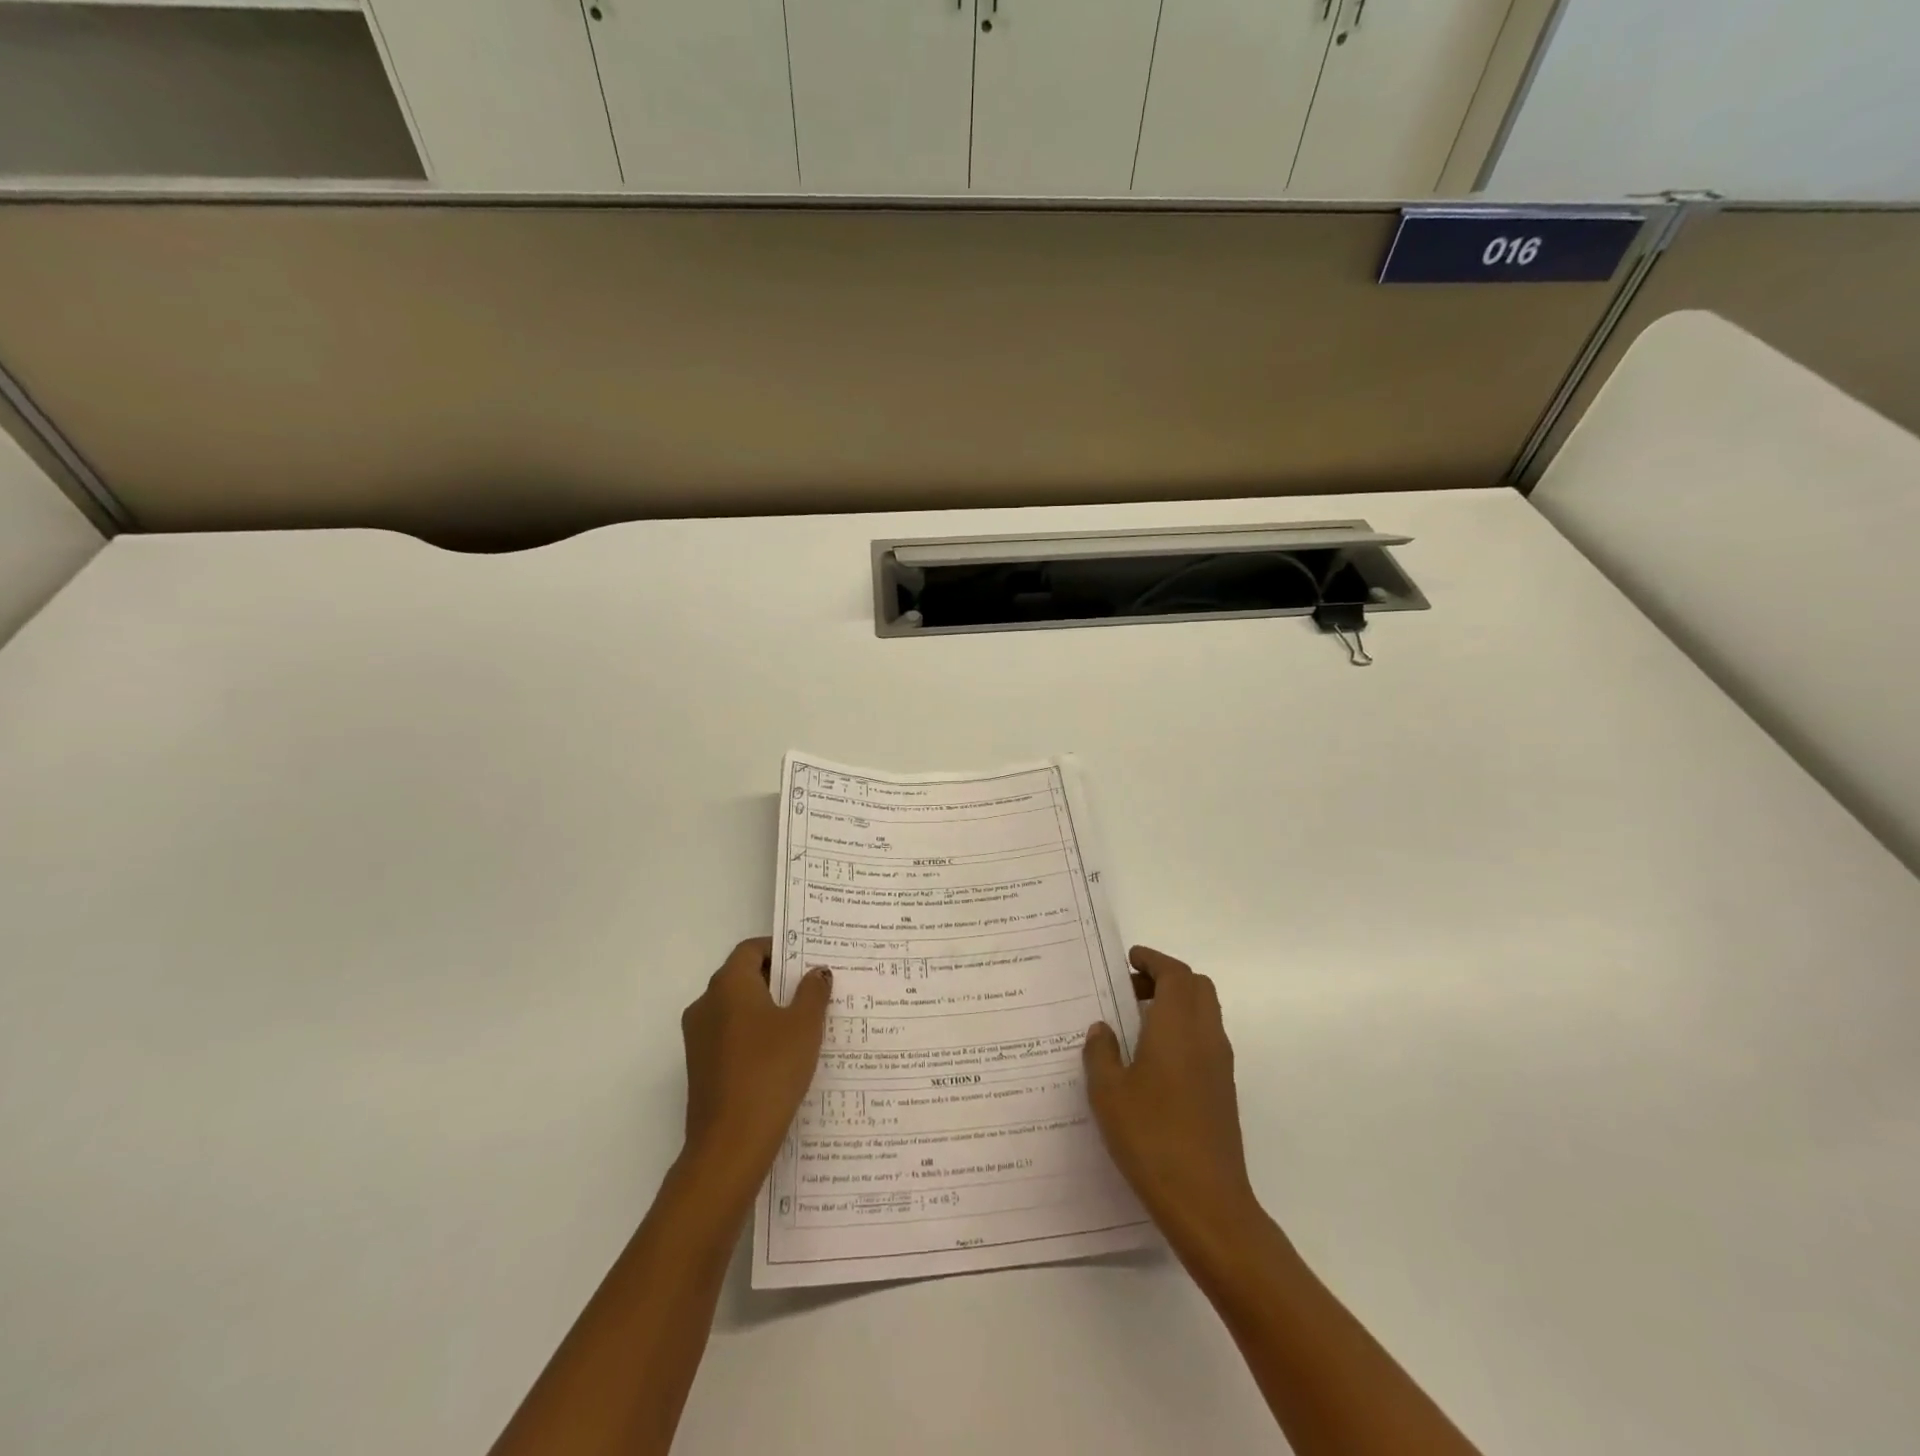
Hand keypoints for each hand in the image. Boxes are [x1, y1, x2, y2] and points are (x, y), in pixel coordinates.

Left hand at [678, 938, 831, 1198]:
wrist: (730, 1143)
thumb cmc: (770, 1070)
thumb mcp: (804, 1026)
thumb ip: (812, 992)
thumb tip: (816, 972)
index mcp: (728, 984)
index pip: (751, 949)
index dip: (779, 949)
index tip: (807, 961)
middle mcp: (706, 1003)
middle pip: (742, 976)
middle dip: (776, 979)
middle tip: (812, 989)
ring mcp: (698, 1037)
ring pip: (735, 1008)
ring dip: (765, 1009)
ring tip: (802, 1023)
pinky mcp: (699, 1067)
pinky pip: (729, 1035)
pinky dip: (753, 1034)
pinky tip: (781, 1054)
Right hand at [1083, 946, 1260, 1255]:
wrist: (1207, 1203)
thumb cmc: (1152, 1138)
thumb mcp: (1108, 1093)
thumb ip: (1101, 1053)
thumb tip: (1102, 1029)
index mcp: (1178, 1027)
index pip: (1175, 974)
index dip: (1153, 960)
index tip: (1128, 959)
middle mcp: (1205, 1037)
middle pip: (1196, 987)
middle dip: (1166, 978)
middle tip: (1130, 989)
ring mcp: (1220, 1065)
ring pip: (1204, 1013)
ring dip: (1175, 1004)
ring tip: (1136, 1021)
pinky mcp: (1223, 1091)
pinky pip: (1205, 1039)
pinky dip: (1182, 1030)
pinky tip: (1152, 1059)